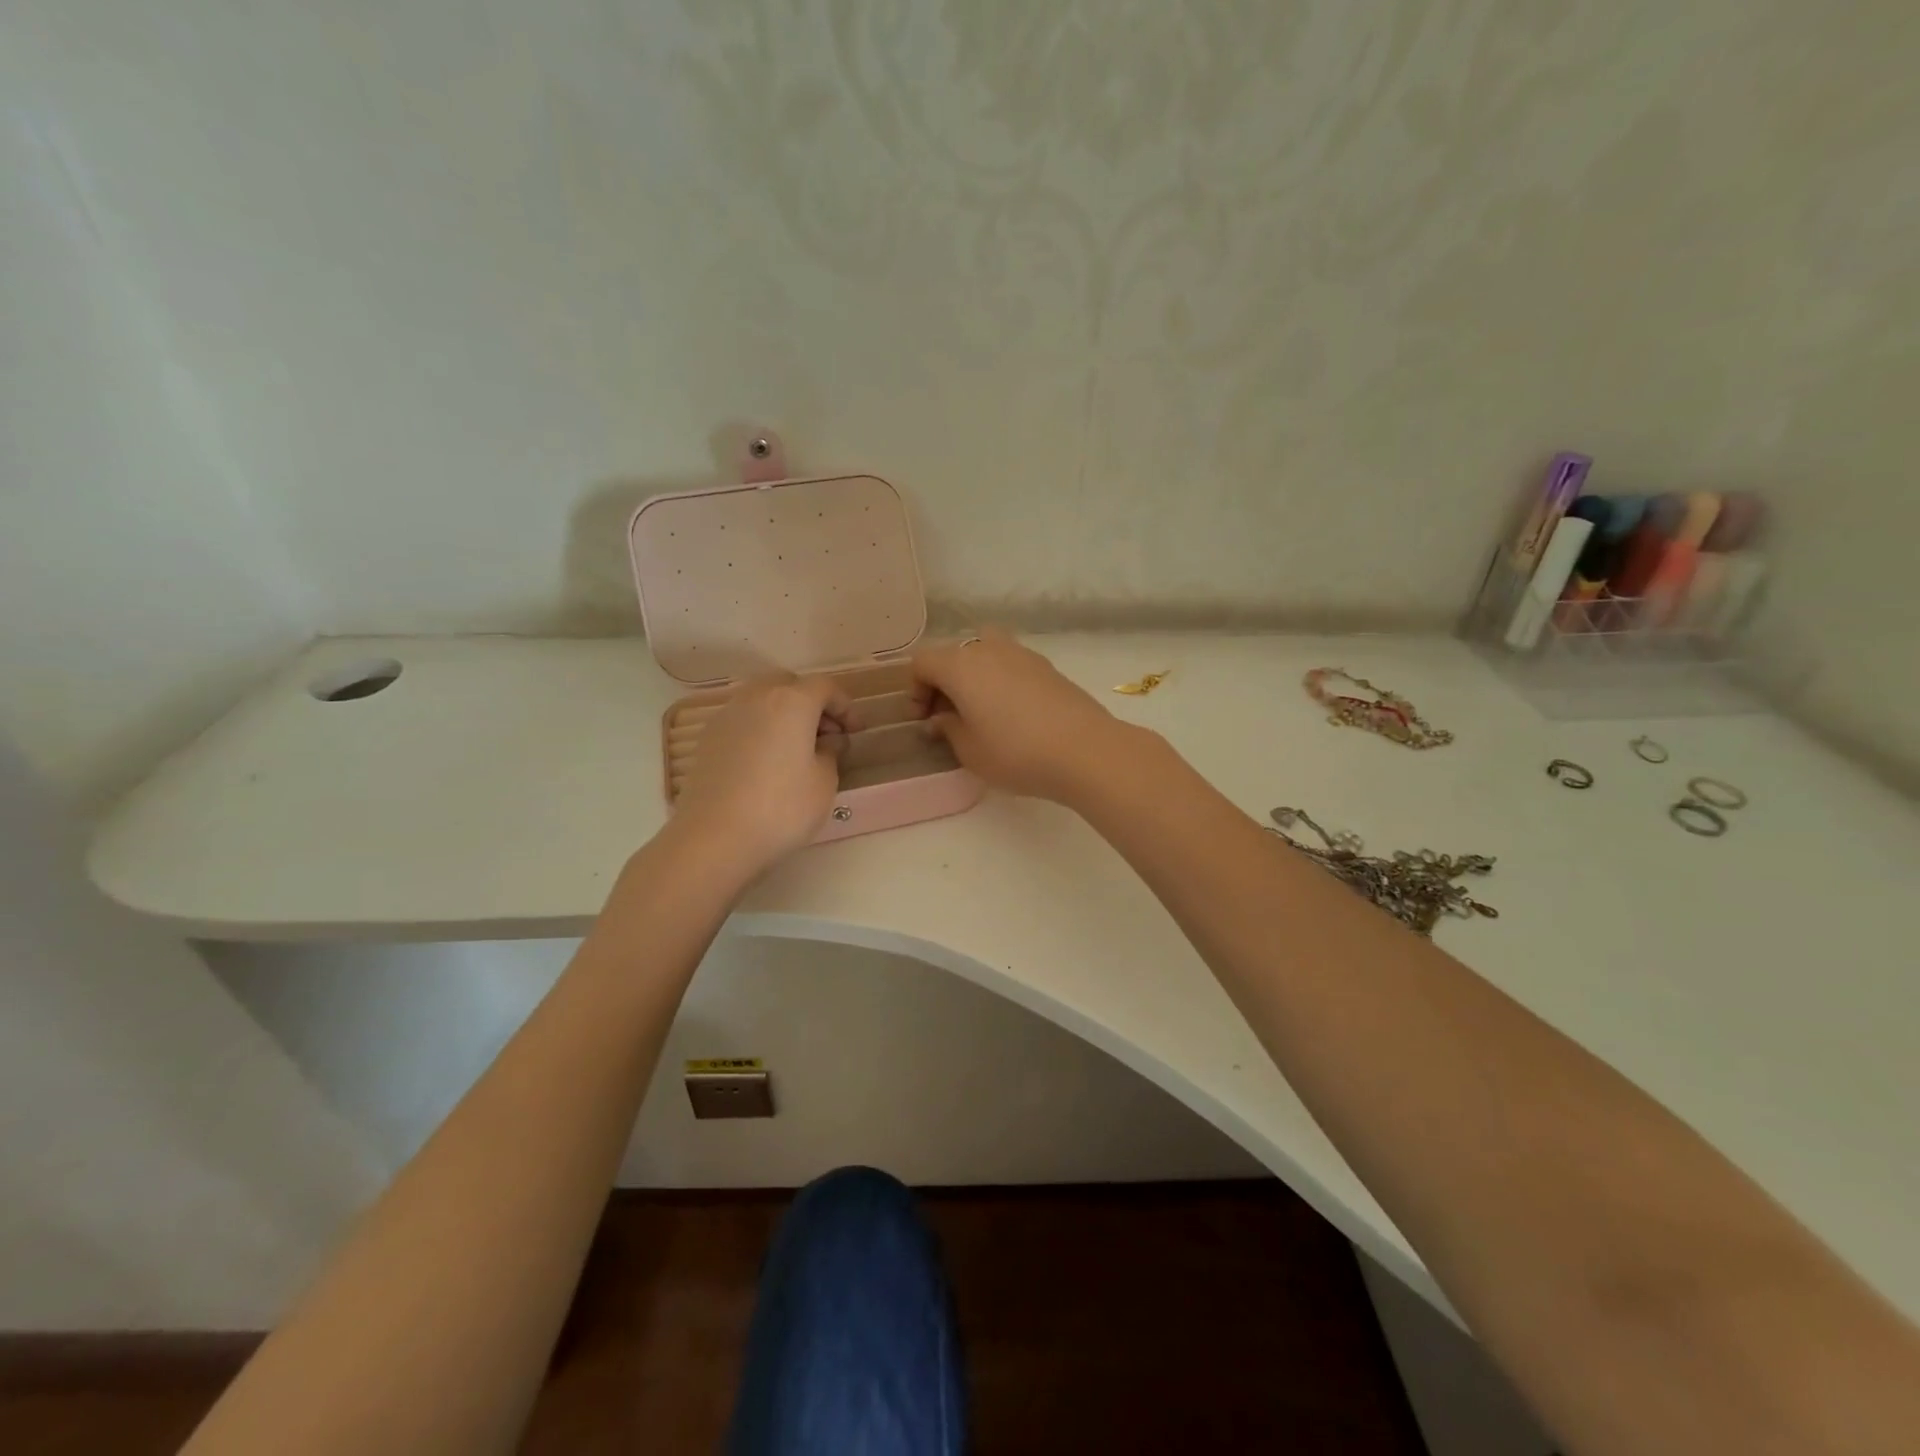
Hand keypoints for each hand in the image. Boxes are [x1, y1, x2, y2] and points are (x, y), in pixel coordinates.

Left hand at [671, 674, 849, 878]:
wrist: (714, 838)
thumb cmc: (781, 808)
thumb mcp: (824, 782)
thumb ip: (831, 752)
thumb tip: (828, 740)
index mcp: (791, 701)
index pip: (825, 687)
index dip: (846, 706)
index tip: (856, 730)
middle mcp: (756, 698)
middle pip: (789, 685)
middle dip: (811, 703)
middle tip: (827, 734)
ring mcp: (727, 716)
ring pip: (762, 699)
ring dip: (784, 714)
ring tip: (796, 748)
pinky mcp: (707, 739)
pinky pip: (743, 720)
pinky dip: (761, 729)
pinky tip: (767, 761)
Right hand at [910, 629, 1140, 804]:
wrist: (1085, 750)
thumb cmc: (1016, 753)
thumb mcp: (969, 751)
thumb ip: (948, 729)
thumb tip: (942, 718)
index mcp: (961, 665)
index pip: (922, 662)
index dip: (915, 690)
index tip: (923, 720)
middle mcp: (988, 648)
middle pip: (952, 654)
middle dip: (943, 682)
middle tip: (947, 716)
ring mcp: (1021, 653)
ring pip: (983, 653)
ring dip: (972, 678)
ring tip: (979, 713)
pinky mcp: (1047, 666)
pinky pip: (1009, 664)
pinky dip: (999, 681)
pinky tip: (1011, 714)